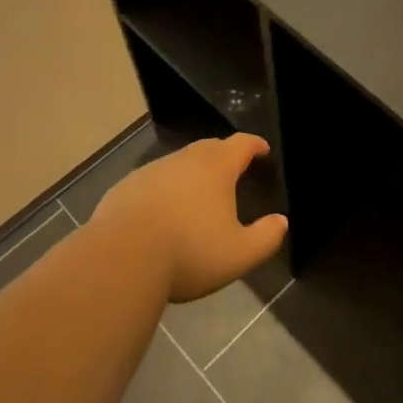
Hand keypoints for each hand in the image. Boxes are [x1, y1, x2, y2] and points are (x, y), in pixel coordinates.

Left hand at [93, 134, 287, 302]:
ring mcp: (151, 171)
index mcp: (216, 168)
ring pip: (179, 164)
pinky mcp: (125, 188)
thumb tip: (281, 222)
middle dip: (224, 156)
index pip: (241, 144)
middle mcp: (184, 160)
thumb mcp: (239, 254)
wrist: (121, 258)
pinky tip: (162, 215)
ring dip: (192, 174)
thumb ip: (266, 237)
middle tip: (233, 171)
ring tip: (198, 197)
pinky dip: (164, 191)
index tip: (262, 150)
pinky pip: (153, 183)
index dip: (255, 145)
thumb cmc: (189, 252)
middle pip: (209, 148)